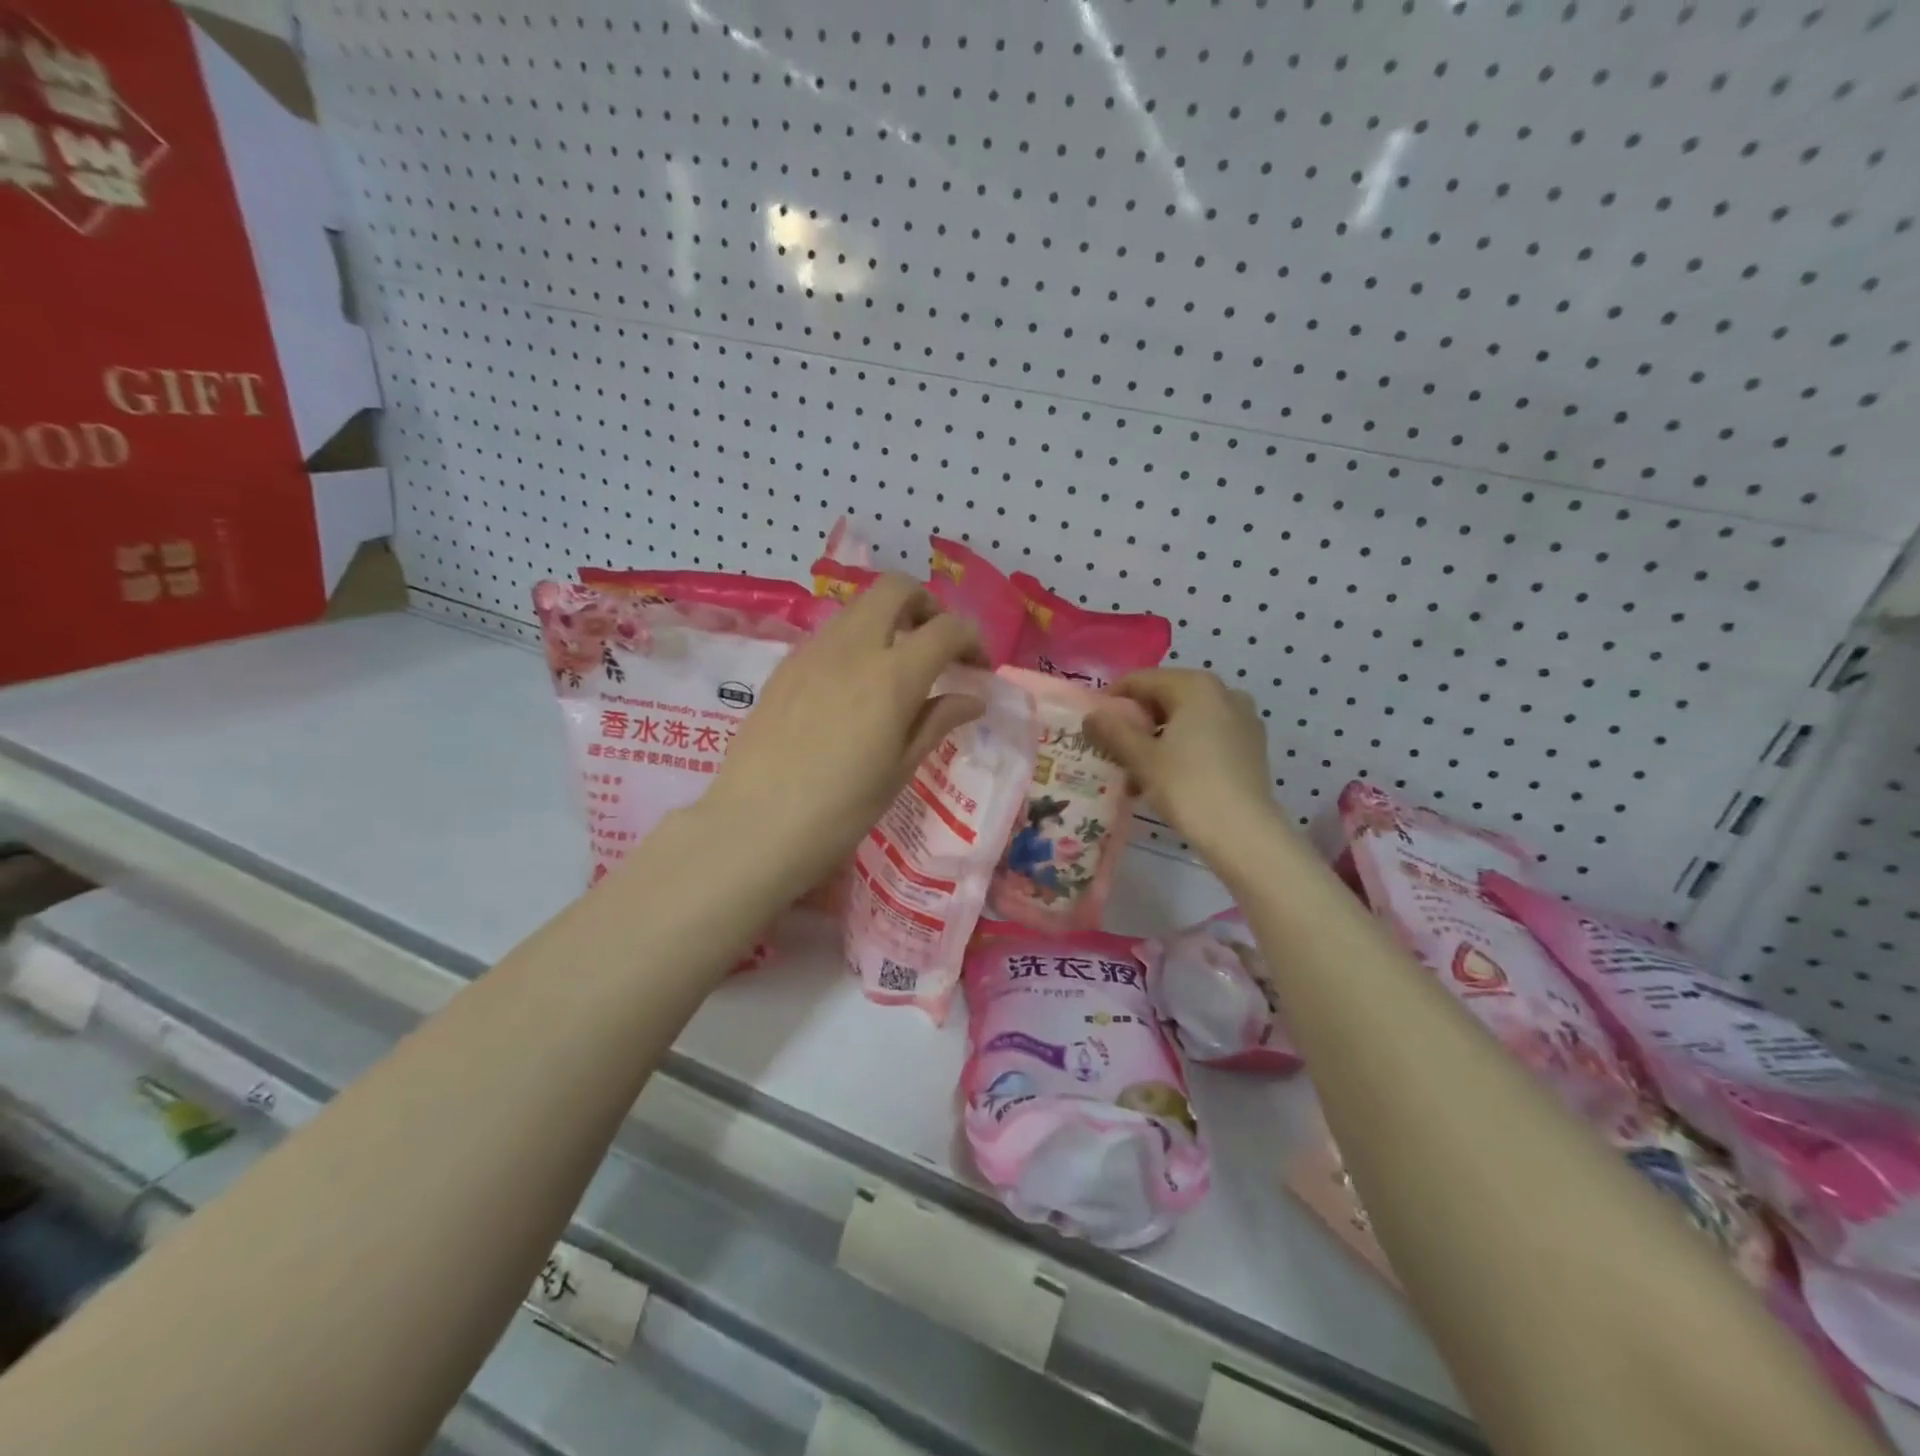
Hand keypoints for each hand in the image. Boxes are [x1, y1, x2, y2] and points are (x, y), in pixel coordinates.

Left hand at [698, 573, 983, 892]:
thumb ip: (937, 721)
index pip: (947, 628)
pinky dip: (855, 641)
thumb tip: (973, 698)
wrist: (755, 827)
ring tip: (896, 666)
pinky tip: (853, 686)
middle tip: (935, 645)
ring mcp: (812, 651)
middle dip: (926, 605)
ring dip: (888, 619)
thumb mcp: (900, 769)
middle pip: (896, 588)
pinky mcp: (785, 666)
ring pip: (859, 606)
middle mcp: (853, 648)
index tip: (977, 667)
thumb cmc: (841, 810)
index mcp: (892, 676)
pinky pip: (830, 633)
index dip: (972, 639)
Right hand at [1084, 669, 1279, 850]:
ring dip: (1158, 738)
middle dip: (1137, 721)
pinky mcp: (1251, 746)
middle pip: (1166, 697)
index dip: (1112, 699)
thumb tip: (1091, 714)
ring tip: (1136, 771)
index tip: (1093, 724)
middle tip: (1113, 749)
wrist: (1244, 833)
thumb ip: (1113, 731)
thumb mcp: (1141, 758)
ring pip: (1187, 719)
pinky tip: (1167, 777)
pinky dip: (1183, 747)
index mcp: (1196, 686)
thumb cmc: (1187, 787)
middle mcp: (1224, 692)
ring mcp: (1243, 718)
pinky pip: (1207, 735)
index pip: (1142, 680)